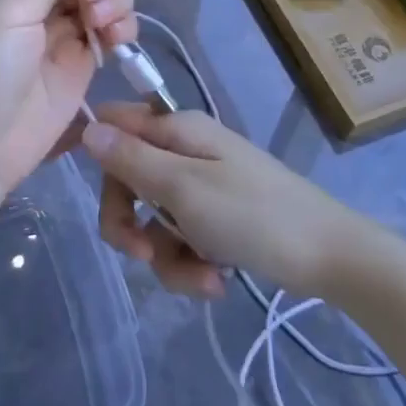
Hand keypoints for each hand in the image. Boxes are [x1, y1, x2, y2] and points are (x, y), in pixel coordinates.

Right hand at [80, 104, 369, 298]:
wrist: (331, 257)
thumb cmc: (254, 215)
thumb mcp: (183, 190)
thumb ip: (132, 160)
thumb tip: (87, 127)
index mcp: (177, 130)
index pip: (114, 124)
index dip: (92, 150)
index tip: (75, 183)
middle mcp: (185, 151)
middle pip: (127, 179)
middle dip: (127, 223)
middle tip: (140, 254)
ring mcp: (202, 186)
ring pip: (153, 220)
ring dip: (167, 257)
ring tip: (203, 279)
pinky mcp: (217, 218)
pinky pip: (181, 240)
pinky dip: (191, 265)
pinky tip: (215, 282)